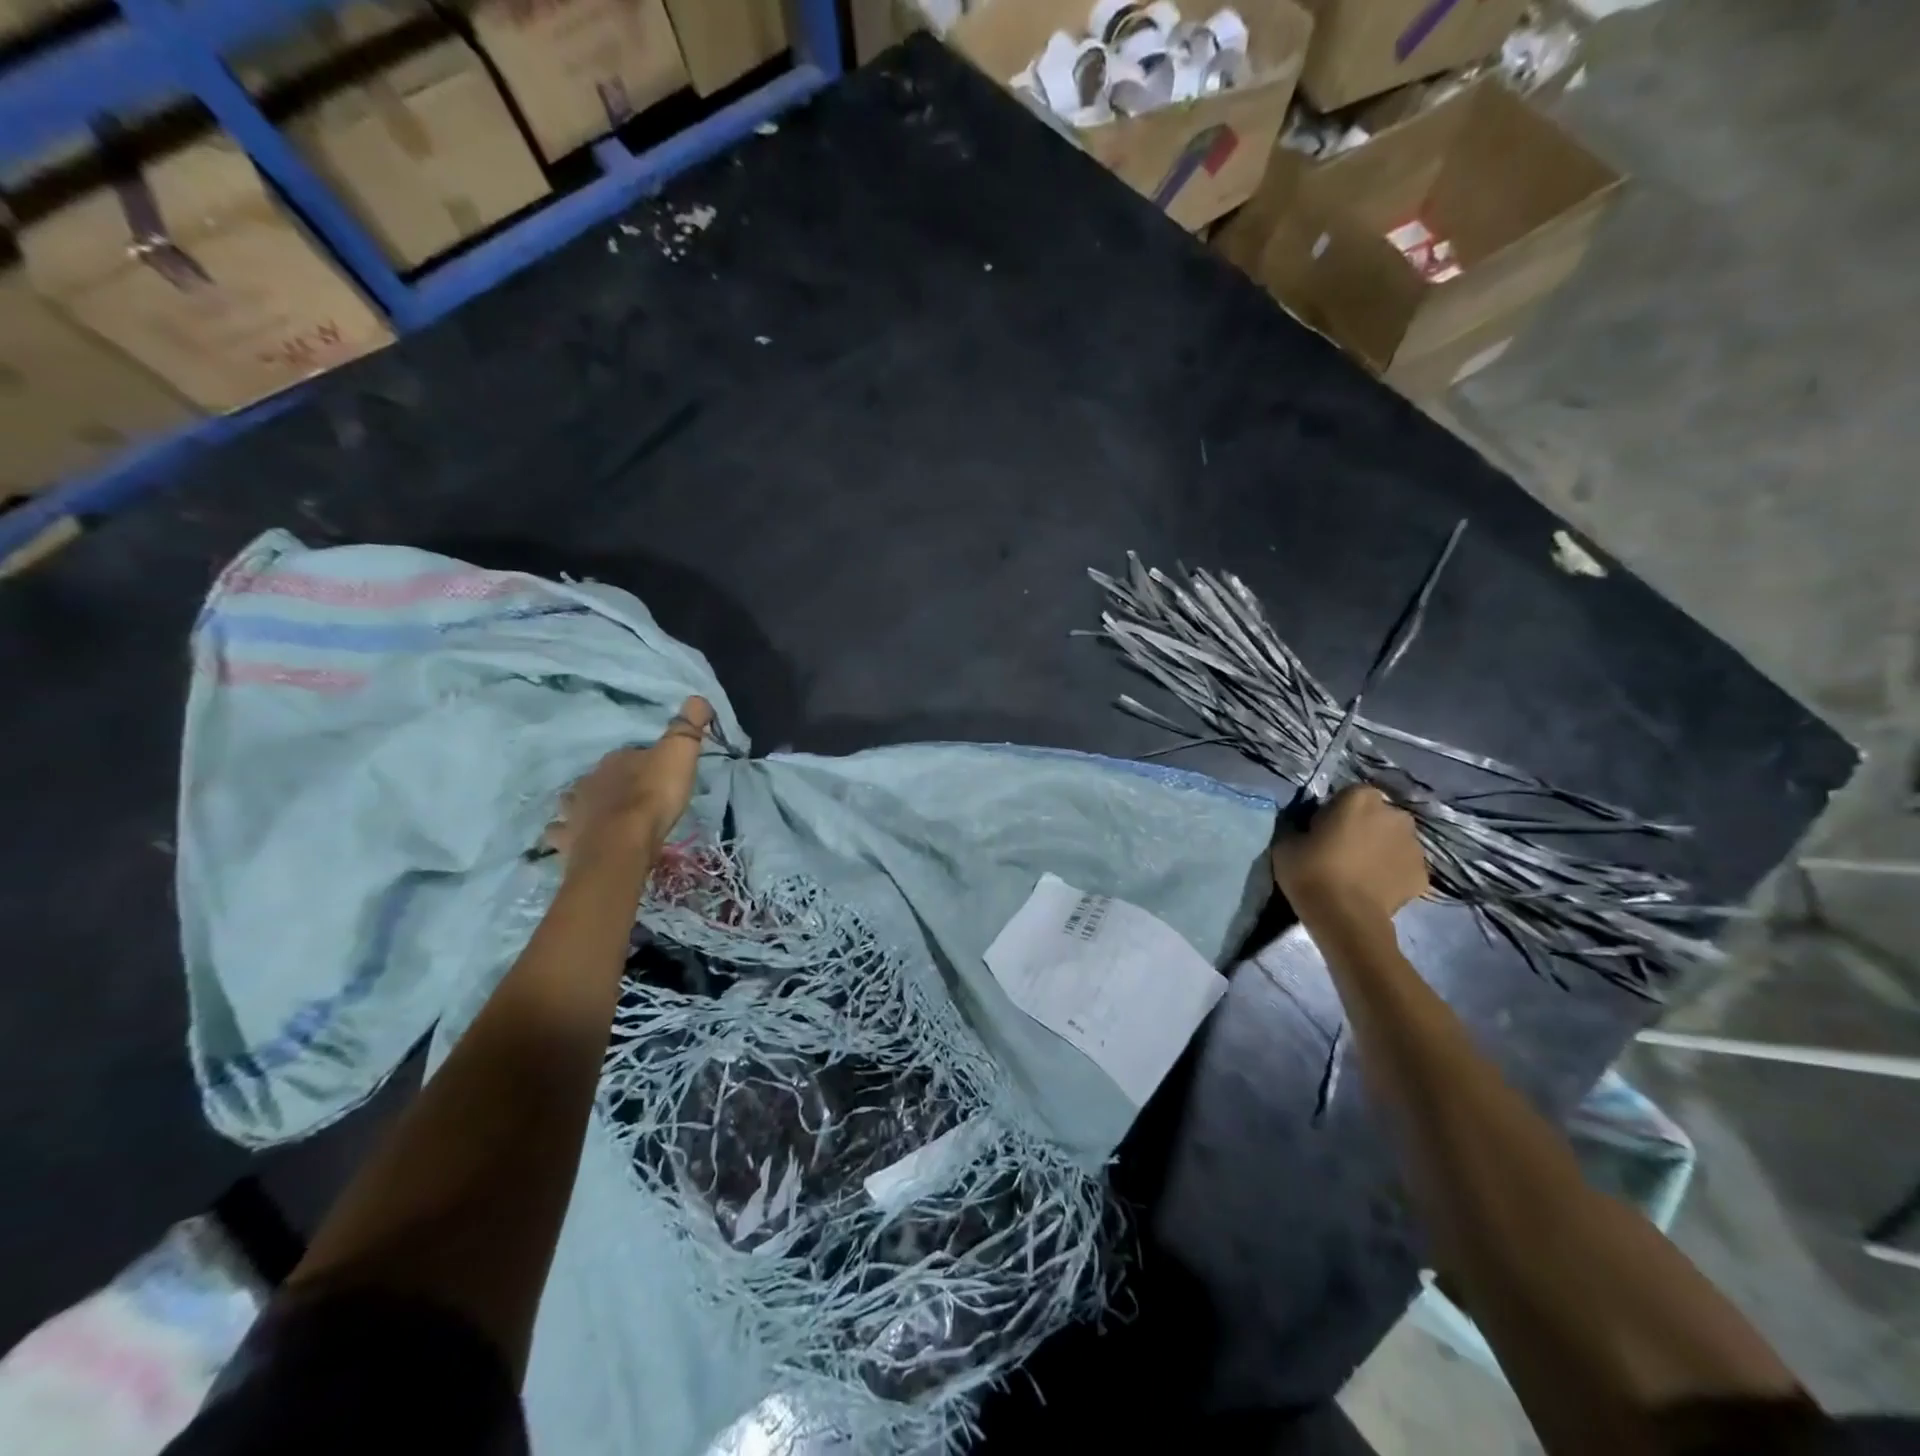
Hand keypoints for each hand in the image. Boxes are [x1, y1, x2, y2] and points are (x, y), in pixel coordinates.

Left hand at [544, 696, 713, 860]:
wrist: (622, 844)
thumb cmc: (652, 797)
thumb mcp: (680, 754)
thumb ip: (688, 727)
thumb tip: (698, 698)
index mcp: (615, 760)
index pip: (628, 754)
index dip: (642, 762)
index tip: (658, 773)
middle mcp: (588, 781)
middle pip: (599, 778)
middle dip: (611, 785)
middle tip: (631, 796)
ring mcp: (573, 812)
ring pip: (573, 803)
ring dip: (582, 807)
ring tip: (598, 817)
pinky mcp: (567, 842)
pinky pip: (560, 835)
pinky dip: (566, 835)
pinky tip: (576, 841)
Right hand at [1271, 785, 1427, 925]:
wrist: (1344, 917)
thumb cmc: (1311, 871)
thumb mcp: (1286, 842)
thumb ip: (1299, 826)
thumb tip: (1305, 827)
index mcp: (1360, 798)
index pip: (1350, 795)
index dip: (1336, 811)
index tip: (1323, 830)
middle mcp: (1394, 814)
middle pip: (1378, 815)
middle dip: (1365, 827)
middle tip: (1343, 850)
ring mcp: (1414, 845)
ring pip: (1394, 841)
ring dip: (1381, 849)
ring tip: (1360, 872)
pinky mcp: (1423, 874)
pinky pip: (1404, 867)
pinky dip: (1392, 873)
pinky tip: (1375, 888)